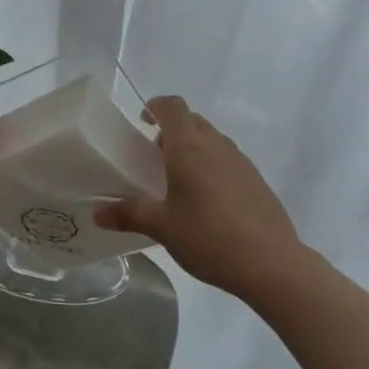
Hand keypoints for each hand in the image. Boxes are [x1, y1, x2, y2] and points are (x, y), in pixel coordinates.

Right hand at [96, 96, 304, 296]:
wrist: (271, 263)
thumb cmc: (209, 237)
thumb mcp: (162, 227)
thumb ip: (129, 214)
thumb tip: (98, 212)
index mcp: (189, 147)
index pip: (172, 106)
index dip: (156, 106)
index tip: (143, 121)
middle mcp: (215, 144)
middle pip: (192, 120)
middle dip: (172, 130)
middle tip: (155, 156)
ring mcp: (240, 160)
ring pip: (212, 139)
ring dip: (194, 147)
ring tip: (179, 181)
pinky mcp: (256, 179)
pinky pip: (227, 159)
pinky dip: (213, 166)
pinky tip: (208, 201)